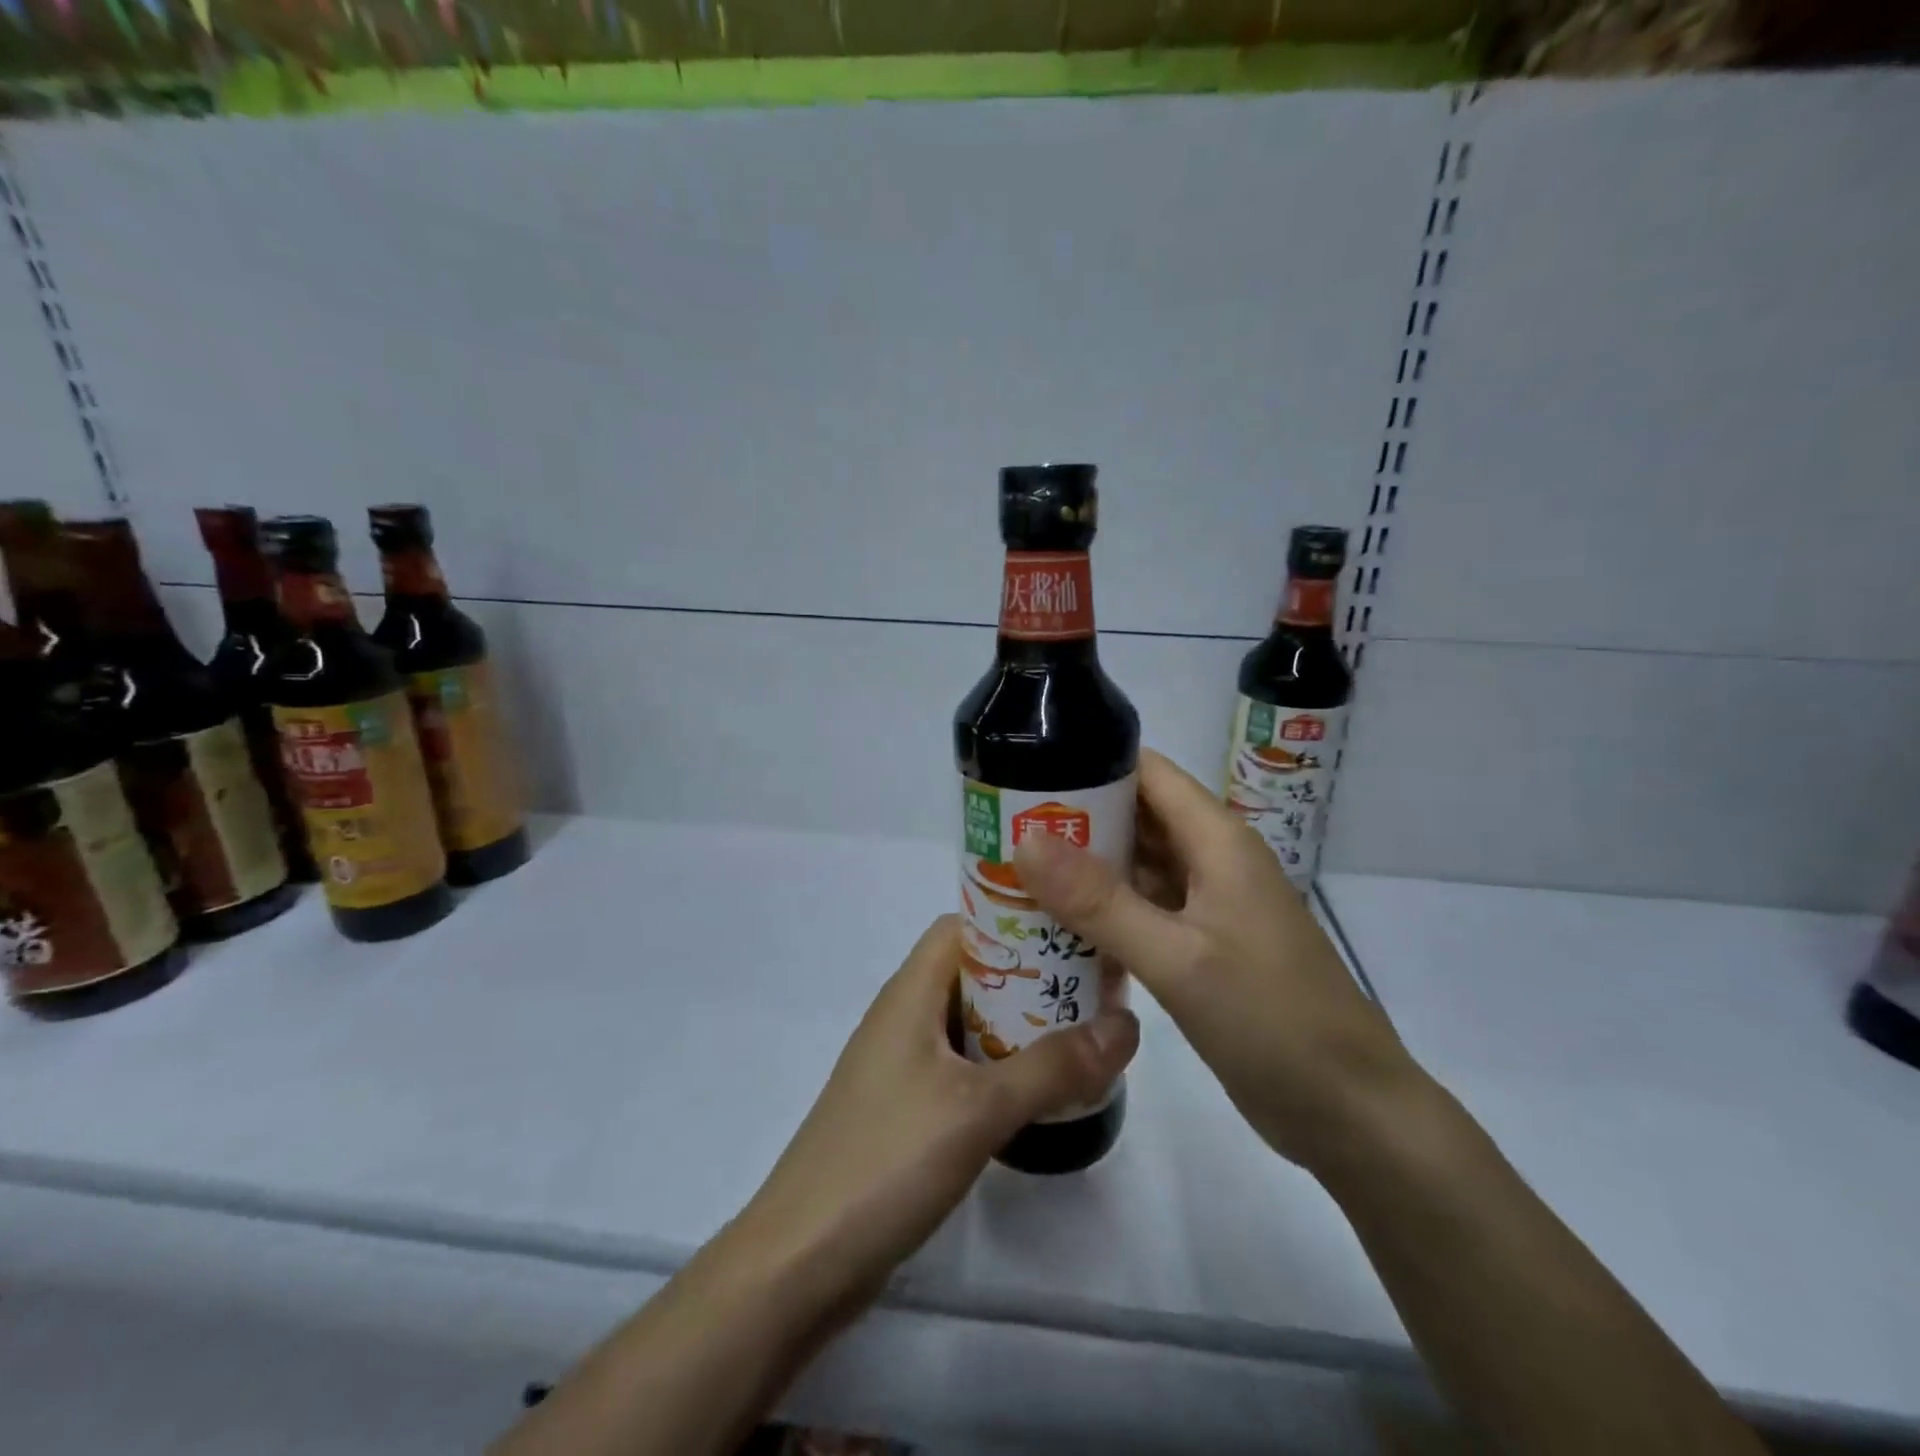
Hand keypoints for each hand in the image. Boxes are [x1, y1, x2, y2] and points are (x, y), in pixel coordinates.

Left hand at [731, 915, 1138, 1314]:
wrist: (801, 1262)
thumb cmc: (886, 1162)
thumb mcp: (978, 1109)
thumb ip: (1053, 1067)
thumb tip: (1126, 1023)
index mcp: (910, 993)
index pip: (964, 926)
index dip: (1016, 919)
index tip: (1074, 930)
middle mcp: (904, 1017)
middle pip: (974, 973)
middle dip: (1032, 976)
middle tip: (1095, 990)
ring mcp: (903, 1066)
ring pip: (972, 1023)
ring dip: (1022, 1026)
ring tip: (1084, 1035)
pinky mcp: (907, 1110)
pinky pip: (964, 1067)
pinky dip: (1003, 1068)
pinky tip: (1042, 1093)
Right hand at [1012, 749, 1417, 1173]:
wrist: (1349, 1112)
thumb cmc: (1271, 1021)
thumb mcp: (1177, 958)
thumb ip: (1100, 900)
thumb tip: (1026, 838)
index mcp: (1217, 839)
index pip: (1146, 772)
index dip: (1088, 764)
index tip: (1024, 774)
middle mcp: (1212, 860)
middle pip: (1136, 817)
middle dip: (1074, 820)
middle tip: (1000, 831)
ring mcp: (1209, 906)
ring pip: (1137, 867)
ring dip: (1084, 868)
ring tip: (1012, 872)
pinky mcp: (1202, 947)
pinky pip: (1143, 911)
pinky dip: (1103, 912)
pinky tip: (1055, 926)